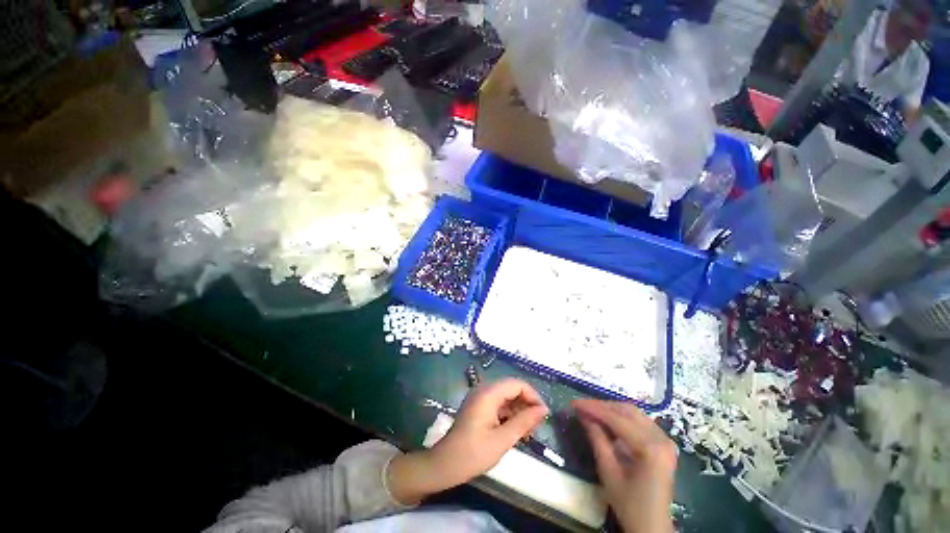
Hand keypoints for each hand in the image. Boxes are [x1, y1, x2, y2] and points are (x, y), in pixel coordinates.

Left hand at [388, 379, 547, 504]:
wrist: (445, 464)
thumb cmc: (473, 453)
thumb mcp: (502, 440)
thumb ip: (524, 422)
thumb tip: (543, 410)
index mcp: (489, 393)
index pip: (517, 384)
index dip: (533, 396)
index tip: (543, 415)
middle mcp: (484, 389)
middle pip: (512, 388)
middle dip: (526, 404)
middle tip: (536, 426)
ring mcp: (480, 397)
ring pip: (506, 396)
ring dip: (519, 410)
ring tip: (528, 431)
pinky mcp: (478, 406)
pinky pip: (498, 403)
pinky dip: (509, 414)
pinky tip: (515, 430)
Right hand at [573, 399, 676, 532]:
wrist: (652, 526)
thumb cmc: (629, 504)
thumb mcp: (608, 472)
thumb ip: (596, 439)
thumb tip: (582, 415)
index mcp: (650, 447)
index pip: (616, 419)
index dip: (593, 408)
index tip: (574, 403)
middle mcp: (661, 438)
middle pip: (626, 411)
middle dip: (601, 406)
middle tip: (580, 406)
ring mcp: (664, 439)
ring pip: (633, 413)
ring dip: (610, 409)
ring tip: (590, 411)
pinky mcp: (663, 443)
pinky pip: (639, 421)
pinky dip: (620, 417)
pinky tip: (606, 420)